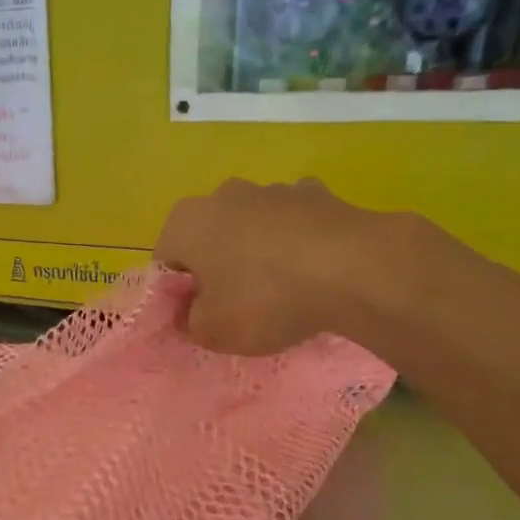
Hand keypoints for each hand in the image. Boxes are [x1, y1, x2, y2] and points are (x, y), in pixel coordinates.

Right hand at [157, 178, 427, 355]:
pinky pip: (293, 225)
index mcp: (185, 221)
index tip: (199, 318)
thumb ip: (189, 322)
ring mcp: (272, 189)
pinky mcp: (317, 194)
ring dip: (256, 255)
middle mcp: (222, 194)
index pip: (166, 261)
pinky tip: (312, 274)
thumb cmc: (265, 299)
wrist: (354, 270)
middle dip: (216, 270)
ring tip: (280, 294)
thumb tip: (192, 312)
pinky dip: (296, 245)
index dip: (178, 294)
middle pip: (208, 239)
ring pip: (250, 229)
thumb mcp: (212, 331)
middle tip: (235, 308)